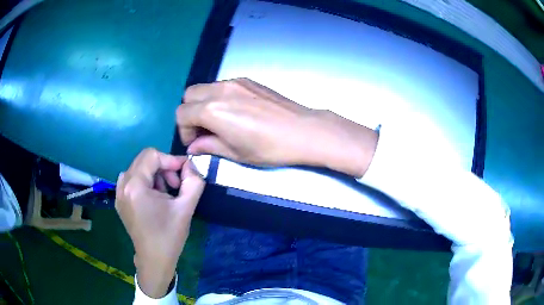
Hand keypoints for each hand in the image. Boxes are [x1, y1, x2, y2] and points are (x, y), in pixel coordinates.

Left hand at [115, 148, 204, 297]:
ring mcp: (119, 193)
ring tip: (165, 193)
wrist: (154, 259)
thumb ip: (193, 182)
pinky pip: (132, 179)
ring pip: (138, 169)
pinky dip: (145, 182)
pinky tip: (154, 198)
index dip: (171, 160)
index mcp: (135, 186)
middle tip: (176, 185)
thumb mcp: (186, 208)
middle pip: (144, 160)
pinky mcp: (120, 200)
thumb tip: (190, 165)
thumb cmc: (169, 235)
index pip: (152, 155)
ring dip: (154, 175)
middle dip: (163, 167)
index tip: (184, 172)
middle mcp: (122, 185)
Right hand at [176, 78, 377, 176]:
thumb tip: (193, 146)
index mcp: (212, 110)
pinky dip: (218, 97)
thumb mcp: (235, 153)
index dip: (184, 131)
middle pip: (189, 95)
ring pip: (205, 88)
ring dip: (203, 103)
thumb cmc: (269, 147)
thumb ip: (209, 146)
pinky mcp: (247, 80)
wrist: (302, 130)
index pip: (181, 114)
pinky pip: (222, 85)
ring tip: (219, 121)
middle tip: (203, 130)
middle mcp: (219, 90)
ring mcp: (235, 82)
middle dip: (190, 113)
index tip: (195, 142)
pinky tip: (235, 111)